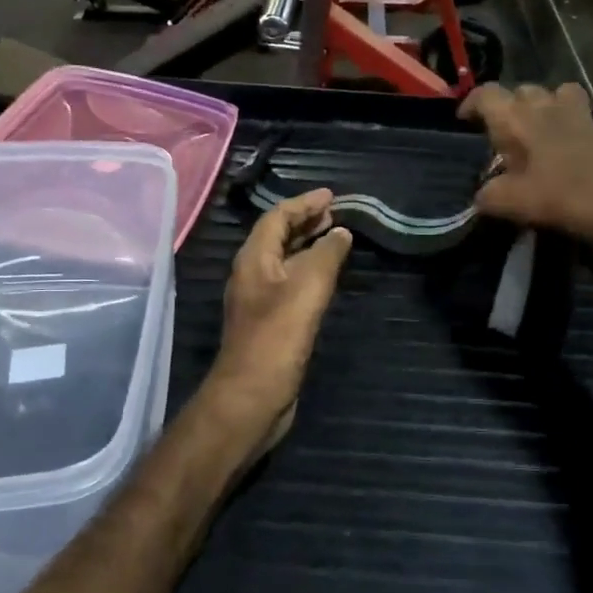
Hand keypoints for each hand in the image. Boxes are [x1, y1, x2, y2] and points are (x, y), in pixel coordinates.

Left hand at [207, 188, 352, 444]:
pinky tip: (326, 279)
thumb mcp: (306, 290)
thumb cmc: (276, 339)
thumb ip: (325, 256)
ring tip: (335, 237)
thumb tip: (341, 232)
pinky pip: (290, 284)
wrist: (251, 397)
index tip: (331, 195)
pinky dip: (308, 272)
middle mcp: (252, 275)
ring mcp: (259, 300)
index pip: (277, 218)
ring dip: (307, 246)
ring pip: (284, 261)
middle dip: (305, 222)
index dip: (303, 203)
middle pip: (277, 237)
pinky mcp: (270, 323)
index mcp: (253, 260)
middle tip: (335, 214)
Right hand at [459, 83, 592, 249]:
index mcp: (518, 120)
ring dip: (559, 101)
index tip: (465, 119)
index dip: (472, 102)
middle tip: (508, 131)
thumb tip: (483, 195)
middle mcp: (550, 108)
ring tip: (553, 121)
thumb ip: (487, 195)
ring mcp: (586, 118)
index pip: (487, 95)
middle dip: (514, 105)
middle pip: (526, 91)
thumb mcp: (505, 202)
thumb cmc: (552, 198)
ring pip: (569, 91)